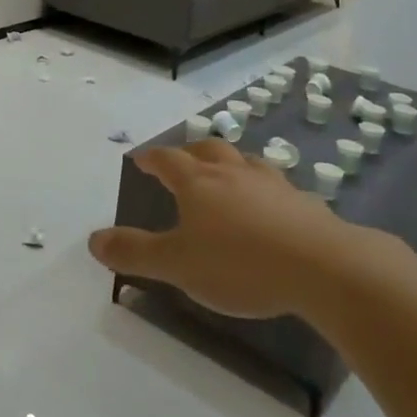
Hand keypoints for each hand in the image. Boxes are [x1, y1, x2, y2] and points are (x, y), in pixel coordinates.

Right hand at [87, 141, 343, 317]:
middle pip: (207, 149)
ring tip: (227, 174)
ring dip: (229, 163)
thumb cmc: (240, 264)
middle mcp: (232, 173)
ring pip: (244, 161)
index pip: (167, 159)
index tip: (141, 159)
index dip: (151, 158)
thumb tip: (92, 240)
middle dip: (190, 151)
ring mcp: (272, 184)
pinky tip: (271, 206)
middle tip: (183, 160)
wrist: (324, 267)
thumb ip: (135, 253)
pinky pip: (277, 186)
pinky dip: (264, 189)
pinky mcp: (304, 202)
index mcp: (197, 182)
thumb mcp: (178, 265)